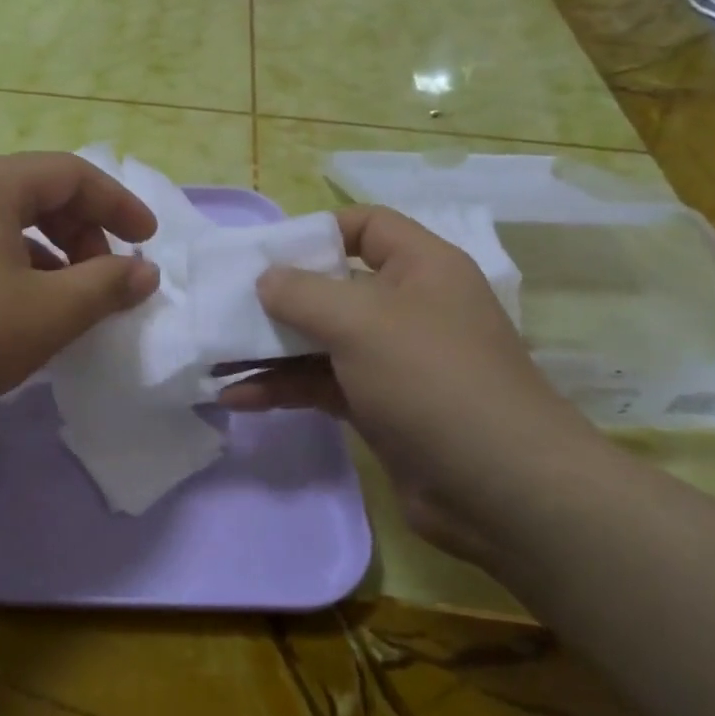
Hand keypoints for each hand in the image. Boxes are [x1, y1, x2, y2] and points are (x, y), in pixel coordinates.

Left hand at [0, 153, 160, 438]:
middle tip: (107, 279)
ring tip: (74, 305)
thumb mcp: (49, 311)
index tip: (149, 241)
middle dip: (86, 234)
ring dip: (56, 260)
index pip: (72, 174)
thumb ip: (106, 286)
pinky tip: (29, 319)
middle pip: (42, 196)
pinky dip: (22, 277)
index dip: (118, 204)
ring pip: (14, 229)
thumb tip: (145, 271)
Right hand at [220, 206, 605, 565]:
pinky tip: (237, 397)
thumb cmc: (433, 379)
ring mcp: (392, 360)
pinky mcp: (378, 407)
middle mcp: (407, 307)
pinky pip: (321, 384)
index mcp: (421, 268)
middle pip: (332, 287)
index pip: (367, 227)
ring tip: (214, 356)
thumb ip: (302, 293)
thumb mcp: (361, 322)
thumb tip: (264, 279)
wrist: (500, 488)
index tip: (265, 254)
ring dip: (269, 349)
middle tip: (222, 307)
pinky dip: (282, 387)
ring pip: (320, 341)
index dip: (317, 232)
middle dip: (277, 298)